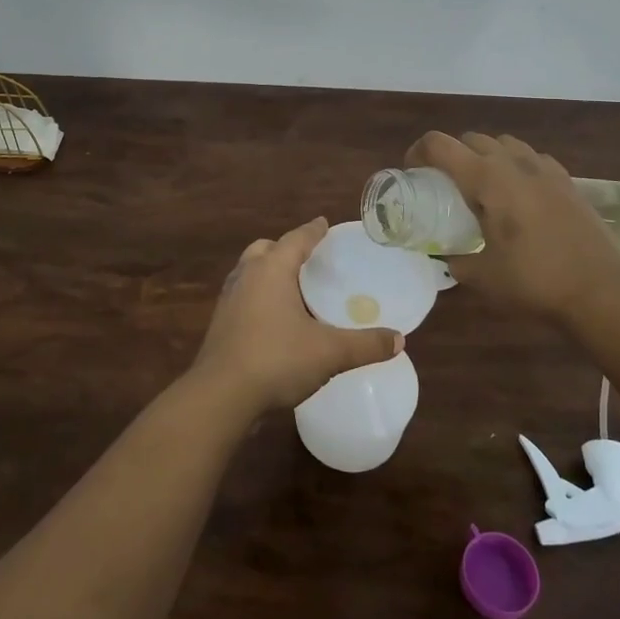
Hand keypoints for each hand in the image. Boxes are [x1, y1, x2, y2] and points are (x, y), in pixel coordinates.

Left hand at [190, 218, 401, 418]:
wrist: (221, 395)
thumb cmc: (276, 359)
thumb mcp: (329, 352)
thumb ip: (365, 345)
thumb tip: (399, 339)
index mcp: (272, 269)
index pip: (296, 239)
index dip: (313, 230)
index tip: (323, 223)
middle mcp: (246, 275)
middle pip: (266, 249)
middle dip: (286, 249)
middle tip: (308, 259)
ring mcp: (229, 298)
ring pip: (249, 271)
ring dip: (268, 272)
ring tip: (292, 288)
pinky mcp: (220, 322)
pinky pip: (243, 296)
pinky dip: (259, 296)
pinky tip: (274, 319)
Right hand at [405, 131, 619, 320]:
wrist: (602, 290)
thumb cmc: (534, 281)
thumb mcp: (482, 277)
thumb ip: (456, 261)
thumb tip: (447, 257)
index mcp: (486, 179)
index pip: (439, 144)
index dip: (418, 152)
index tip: (412, 173)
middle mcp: (513, 163)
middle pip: (471, 138)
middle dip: (451, 154)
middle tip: (444, 184)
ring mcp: (545, 169)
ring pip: (504, 143)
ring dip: (486, 156)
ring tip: (483, 187)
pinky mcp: (568, 181)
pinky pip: (532, 158)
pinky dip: (517, 166)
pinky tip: (520, 195)